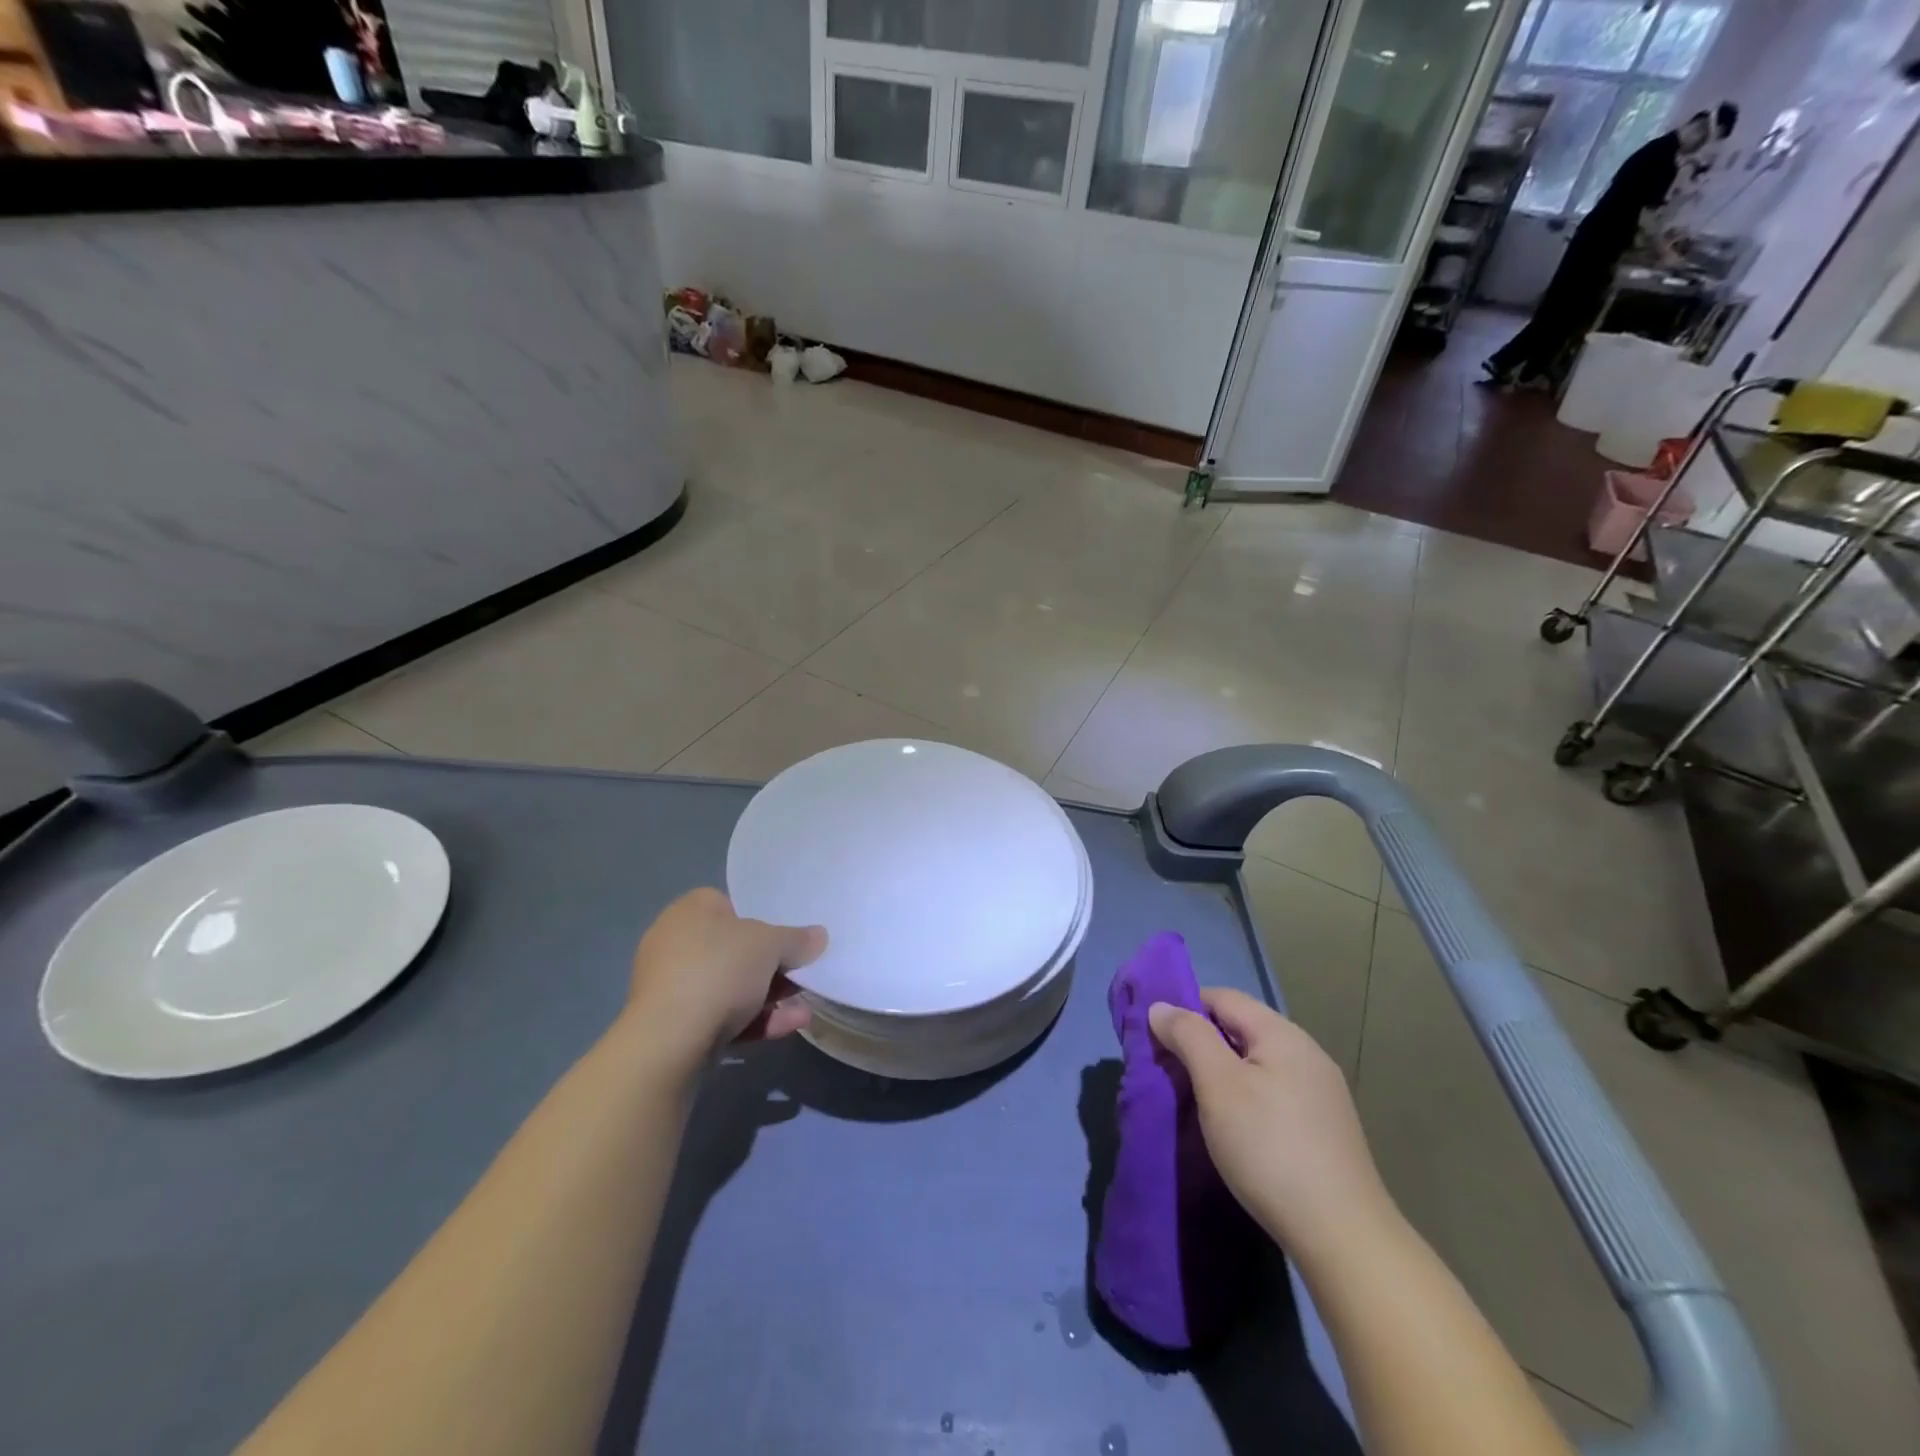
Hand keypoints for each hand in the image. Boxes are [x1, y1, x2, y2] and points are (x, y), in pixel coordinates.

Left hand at [622, 889, 826, 1070]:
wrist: (670, 1041)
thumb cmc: (719, 970)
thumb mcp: (770, 945)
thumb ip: (797, 939)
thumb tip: (819, 936)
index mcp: (691, 910)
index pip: (731, 904)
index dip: (762, 918)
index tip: (788, 937)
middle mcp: (676, 943)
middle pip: (736, 948)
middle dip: (773, 964)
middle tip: (802, 973)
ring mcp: (674, 986)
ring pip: (732, 986)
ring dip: (770, 996)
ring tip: (805, 1006)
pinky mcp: (676, 1025)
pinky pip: (724, 1015)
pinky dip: (756, 1019)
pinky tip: (791, 1026)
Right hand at [1149, 988, 1391, 1255]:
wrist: (1343, 1237)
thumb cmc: (1270, 1148)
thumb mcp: (1218, 1085)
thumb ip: (1188, 1036)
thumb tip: (1161, 1006)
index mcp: (1282, 1034)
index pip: (1223, 997)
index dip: (1184, 1008)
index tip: (1154, 1037)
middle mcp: (1307, 1053)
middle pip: (1241, 1028)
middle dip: (1201, 1042)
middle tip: (1167, 1071)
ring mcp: (1321, 1092)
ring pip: (1257, 1062)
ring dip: (1222, 1071)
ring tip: (1195, 1100)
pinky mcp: (1325, 1127)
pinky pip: (1273, 1091)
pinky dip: (1245, 1096)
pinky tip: (1234, 1127)